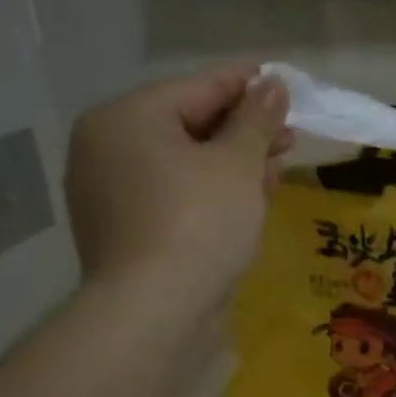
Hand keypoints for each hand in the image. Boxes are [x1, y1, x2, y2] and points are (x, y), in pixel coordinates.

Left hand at [65, 65, 290, 311]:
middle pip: (188, 125)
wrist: (154, 313)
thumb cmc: (199, 223)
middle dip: (244, 132)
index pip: (198, 87)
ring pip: (182, 163)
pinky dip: (208, 192)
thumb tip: (273, 84)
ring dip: (232, 164)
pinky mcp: (122, 230)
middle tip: (289, 137)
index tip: (284, 83)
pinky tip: (246, 201)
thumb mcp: (238, 164)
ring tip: (275, 171)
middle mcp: (106, 148)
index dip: (247, 84)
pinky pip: (172, 194)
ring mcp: (108, 192)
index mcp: (126, 118)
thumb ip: (257, 119)